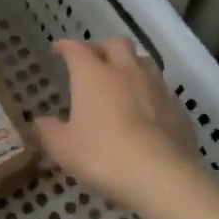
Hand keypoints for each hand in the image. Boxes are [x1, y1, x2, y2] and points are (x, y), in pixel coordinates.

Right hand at [34, 38, 196, 199]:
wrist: (161, 175)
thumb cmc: (103, 155)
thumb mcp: (64, 149)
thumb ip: (50, 131)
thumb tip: (41, 121)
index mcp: (93, 75)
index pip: (77, 49)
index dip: (66, 46)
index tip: (58, 49)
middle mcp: (126, 71)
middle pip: (116, 43)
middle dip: (102, 46)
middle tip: (92, 59)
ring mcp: (156, 87)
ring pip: (143, 61)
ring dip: (130, 64)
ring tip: (122, 79)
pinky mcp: (177, 107)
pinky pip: (161, 89)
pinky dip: (149, 92)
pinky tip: (146, 109)